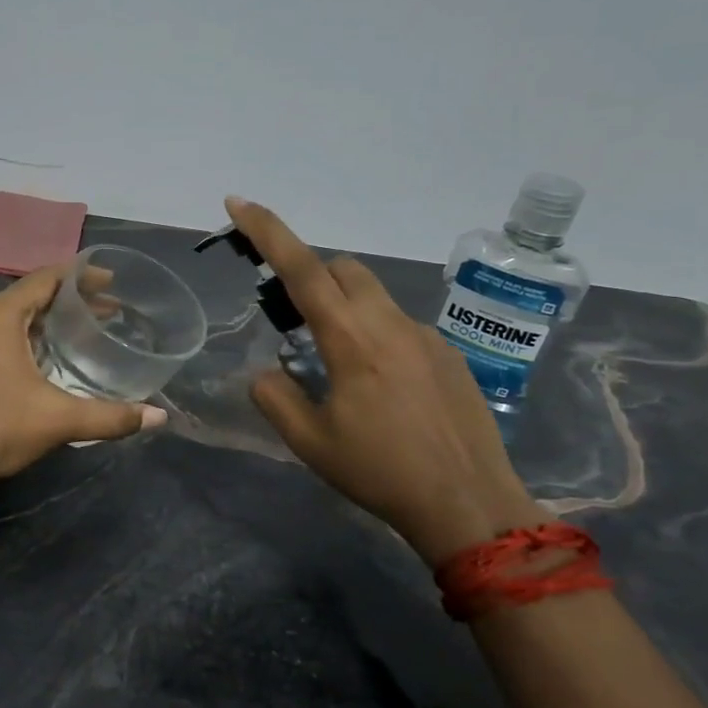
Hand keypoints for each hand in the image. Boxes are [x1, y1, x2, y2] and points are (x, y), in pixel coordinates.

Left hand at [0, 264, 167, 488]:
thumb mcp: (60, 419)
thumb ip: (111, 416)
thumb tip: (157, 418)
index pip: (46, 279)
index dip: (81, 276)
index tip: (112, 281)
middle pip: (31, 294)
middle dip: (71, 299)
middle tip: (109, 309)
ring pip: (13, 314)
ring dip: (48, 317)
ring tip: (84, 328)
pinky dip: (28, 332)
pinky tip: (48, 354)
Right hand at [225, 197, 544, 564]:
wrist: (470, 504)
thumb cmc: (381, 473)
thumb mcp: (311, 443)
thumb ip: (275, 398)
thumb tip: (265, 372)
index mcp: (351, 340)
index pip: (302, 269)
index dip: (267, 231)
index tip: (238, 202)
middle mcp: (390, 323)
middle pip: (342, 268)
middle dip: (310, 276)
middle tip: (293, 320)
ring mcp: (426, 335)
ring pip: (374, 295)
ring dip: (344, 307)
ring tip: (339, 365)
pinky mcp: (449, 354)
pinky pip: (400, 325)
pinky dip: (376, 335)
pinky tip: (384, 389)